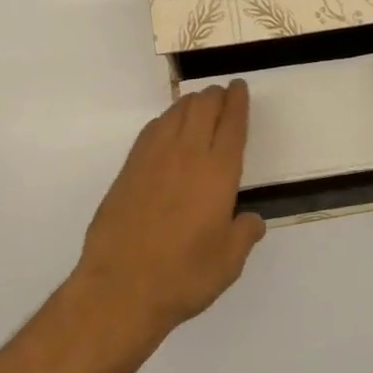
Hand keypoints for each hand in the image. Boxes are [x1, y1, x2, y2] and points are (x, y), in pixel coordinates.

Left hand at [75, 81, 265, 342]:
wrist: (121, 286)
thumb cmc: (183, 276)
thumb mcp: (228, 262)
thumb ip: (244, 234)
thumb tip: (251, 219)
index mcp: (218, 172)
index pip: (232, 124)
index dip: (238, 102)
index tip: (239, 87)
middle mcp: (187, 154)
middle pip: (203, 108)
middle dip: (215, 96)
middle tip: (222, 93)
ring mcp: (153, 158)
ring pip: (175, 113)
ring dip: (190, 103)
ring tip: (198, 104)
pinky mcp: (129, 168)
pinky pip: (152, 130)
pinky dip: (166, 120)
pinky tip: (167, 127)